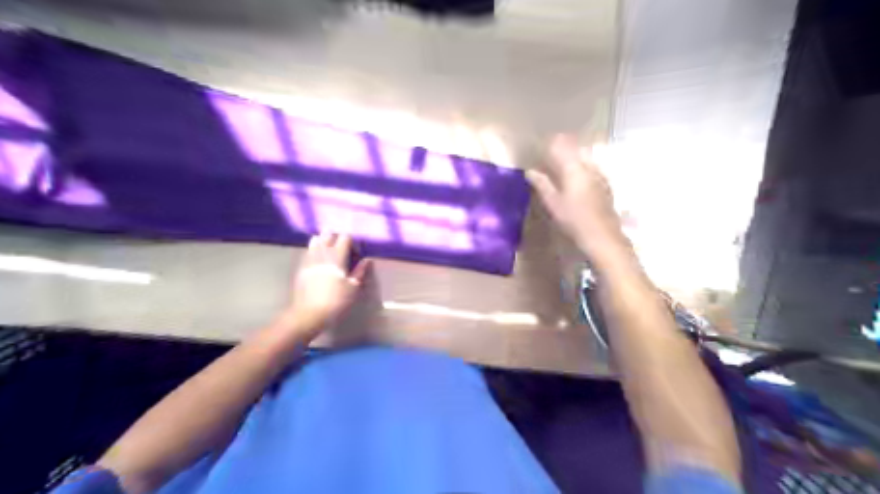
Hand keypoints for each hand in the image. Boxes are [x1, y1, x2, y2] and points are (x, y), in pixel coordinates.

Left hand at [282, 234, 370, 336]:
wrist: (309, 313)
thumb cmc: (336, 301)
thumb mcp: (353, 288)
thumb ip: (360, 272)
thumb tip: (367, 260)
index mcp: (337, 257)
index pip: (345, 237)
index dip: (352, 243)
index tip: (356, 255)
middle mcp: (322, 253)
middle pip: (328, 235)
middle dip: (337, 238)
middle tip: (343, 251)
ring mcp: (309, 259)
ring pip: (315, 240)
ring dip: (324, 242)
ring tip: (330, 252)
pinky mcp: (301, 267)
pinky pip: (308, 251)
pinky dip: (314, 250)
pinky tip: (319, 260)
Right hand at [530, 134, 624, 258]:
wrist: (603, 236)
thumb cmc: (574, 219)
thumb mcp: (553, 203)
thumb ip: (541, 184)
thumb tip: (530, 171)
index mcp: (574, 168)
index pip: (561, 146)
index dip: (551, 142)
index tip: (540, 144)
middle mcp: (589, 166)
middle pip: (576, 148)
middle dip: (563, 147)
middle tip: (550, 153)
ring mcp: (600, 175)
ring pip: (585, 156)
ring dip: (573, 156)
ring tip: (562, 164)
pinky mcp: (605, 185)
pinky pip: (592, 167)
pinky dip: (582, 166)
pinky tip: (577, 177)